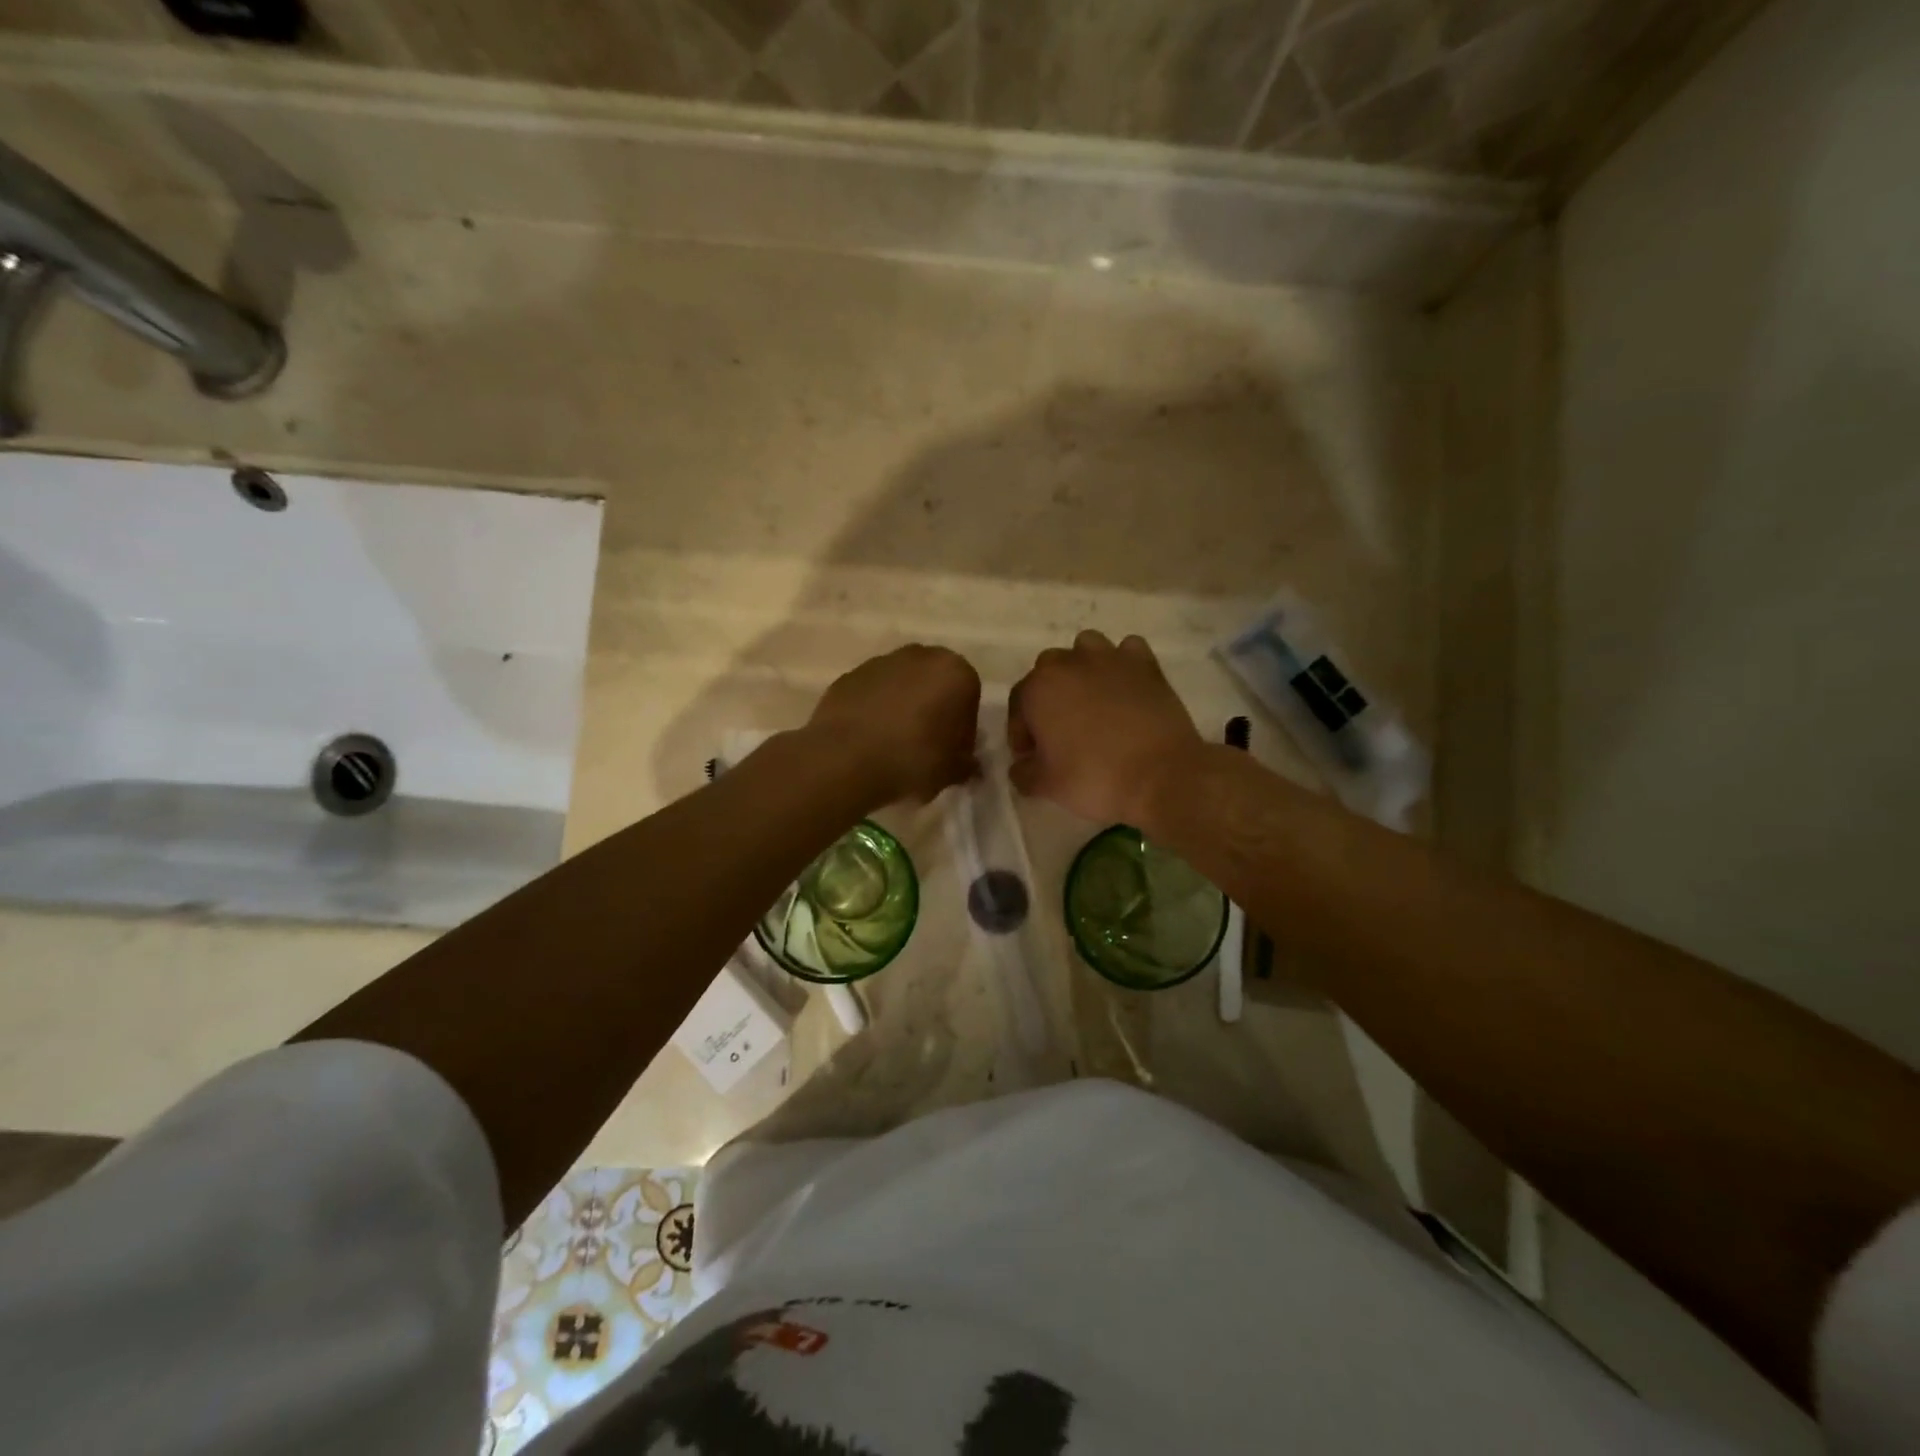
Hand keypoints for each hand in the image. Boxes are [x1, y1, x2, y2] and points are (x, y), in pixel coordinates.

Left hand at [807, 644, 981, 805]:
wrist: (845, 759)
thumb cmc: (913, 760)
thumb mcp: (953, 771)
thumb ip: (966, 763)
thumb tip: (968, 765)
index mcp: (955, 672)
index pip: (969, 699)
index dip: (962, 729)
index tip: (952, 753)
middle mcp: (920, 656)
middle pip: (935, 684)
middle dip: (933, 709)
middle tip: (926, 745)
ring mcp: (881, 662)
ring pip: (902, 685)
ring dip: (903, 707)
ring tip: (894, 744)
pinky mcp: (850, 675)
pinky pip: (872, 693)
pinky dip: (874, 709)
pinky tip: (869, 739)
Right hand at [1008, 632, 1203, 825]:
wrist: (1161, 775)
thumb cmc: (1094, 779)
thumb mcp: (1046, 786)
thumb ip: (1023, 773)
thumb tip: (1022, 766)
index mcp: (1038, 689)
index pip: (1018, 704)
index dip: (1021, 732)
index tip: (1032, 756)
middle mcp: (1069, 663)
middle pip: (1048, 671)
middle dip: (1049, 697)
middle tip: (1060, 731)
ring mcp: (1110, 658)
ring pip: (1085, 649)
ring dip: (1082, 670)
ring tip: (1092, 702)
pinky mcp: (1146, 664)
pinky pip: (1127, 652)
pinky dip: (1122, 665)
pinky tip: (1126, 689)